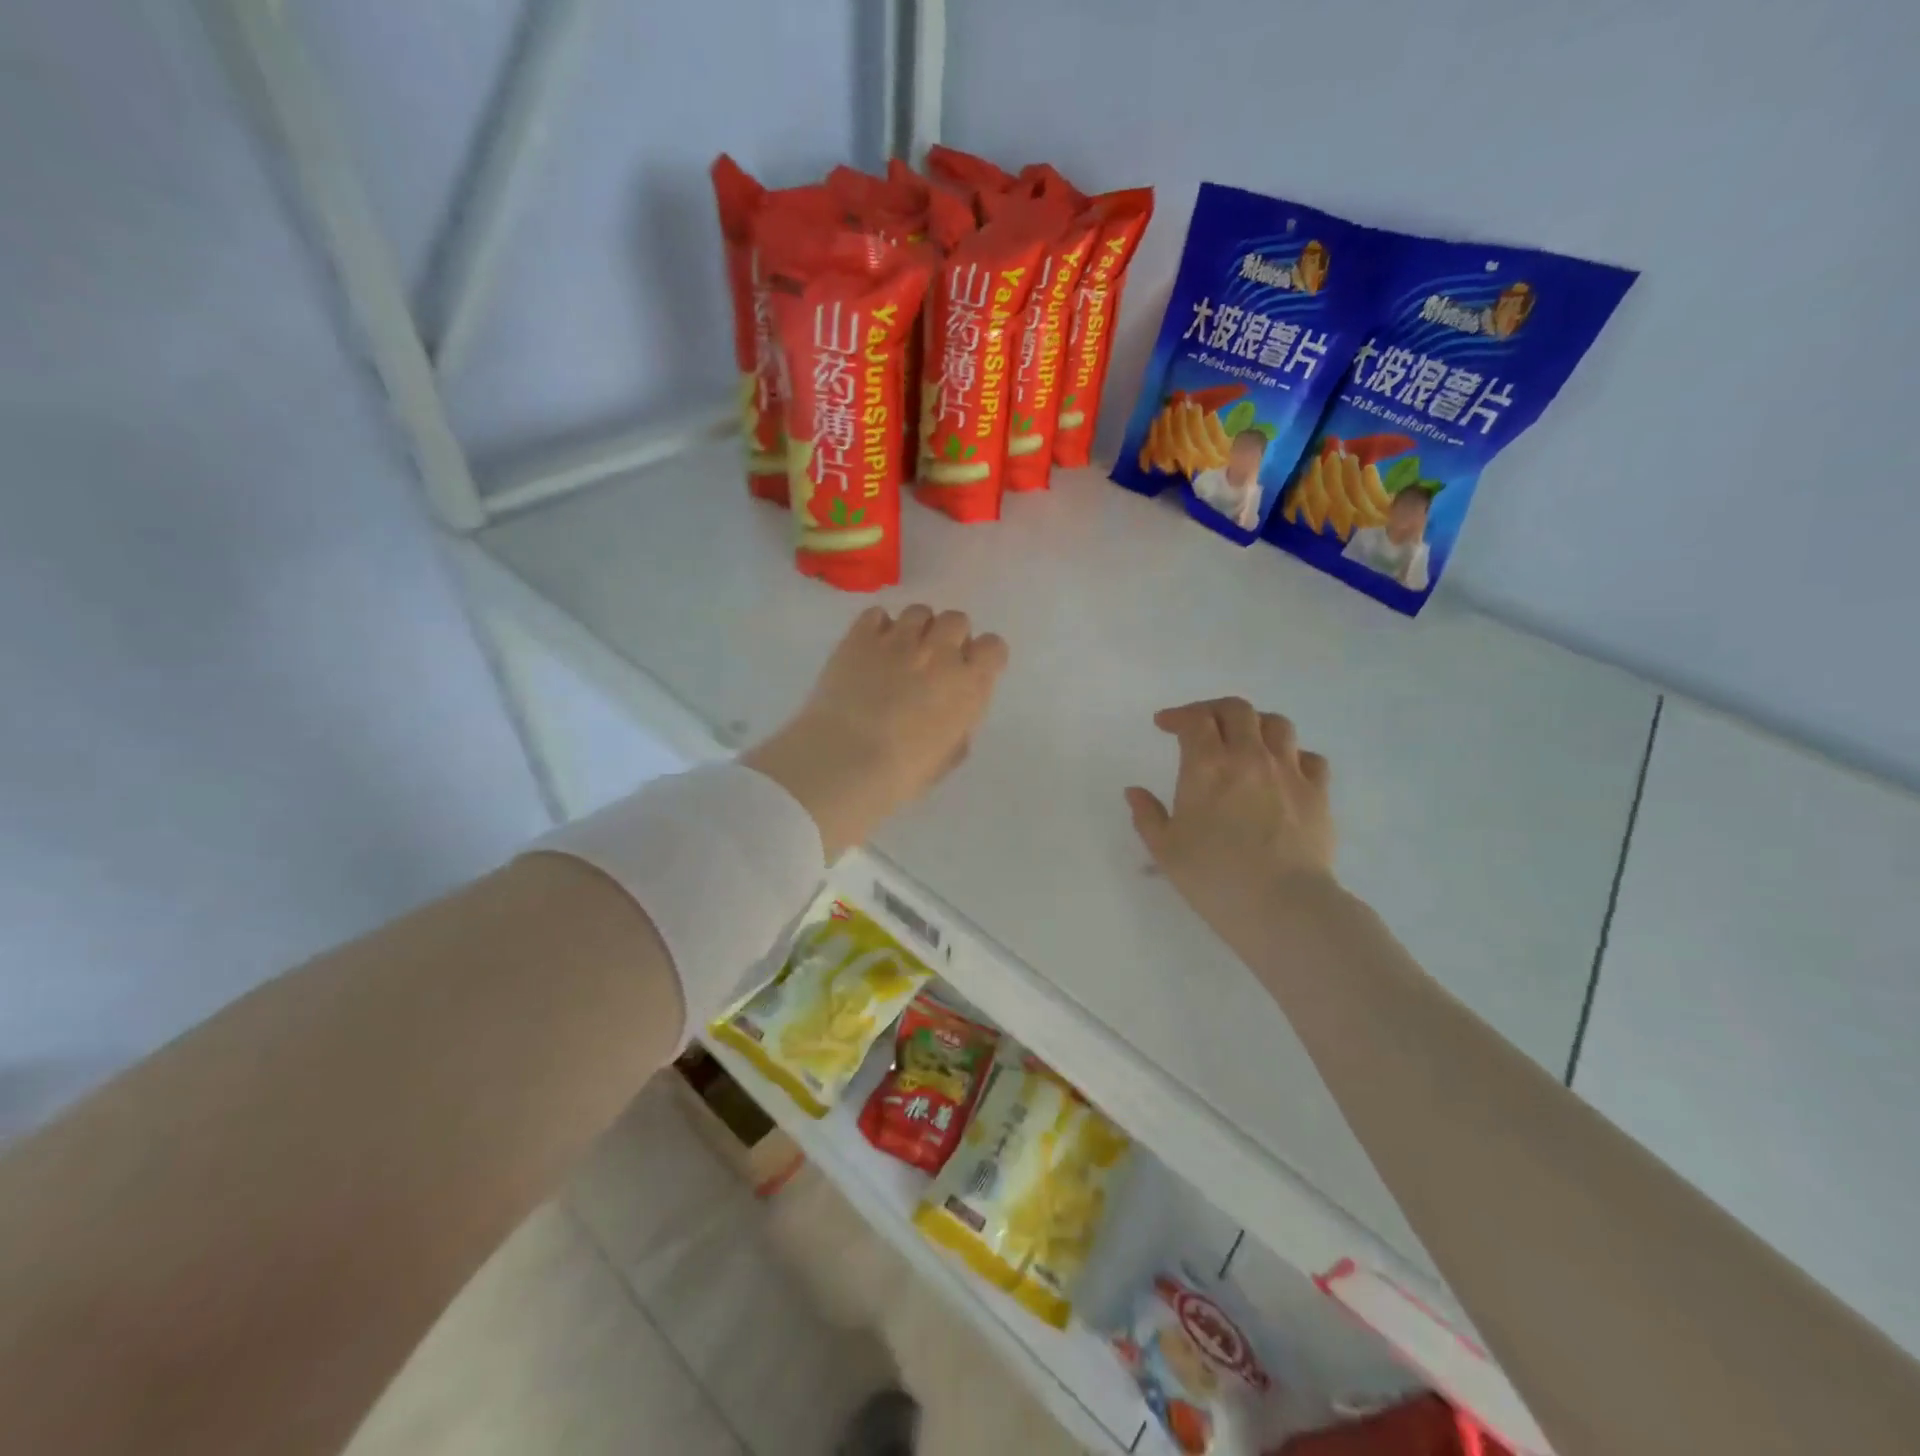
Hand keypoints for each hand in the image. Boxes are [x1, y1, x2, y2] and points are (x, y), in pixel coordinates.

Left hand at [744, 604, 1008, 860]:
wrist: (845, 760)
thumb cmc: (902, 773)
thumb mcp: (948, 758)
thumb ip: (959, 725)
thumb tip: (953, 712)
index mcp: (969, 684)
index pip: (993, 647)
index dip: (982, 656)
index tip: (968, 671)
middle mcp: (939, 652)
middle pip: (956, 620)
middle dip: (948, 637)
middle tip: (932, 661)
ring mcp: (899, 640)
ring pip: (919, 612)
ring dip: (916, 629)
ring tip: (899, 652)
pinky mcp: (860, 636)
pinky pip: (877, 614)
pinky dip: (877, 627)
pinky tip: (869, 649)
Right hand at [1125, 698, 1335, 937]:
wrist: (1283, 905)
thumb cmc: (1214, 877)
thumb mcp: (1165, 850)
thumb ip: (1147, 816)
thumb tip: (1134, 791)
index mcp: (1207, 766)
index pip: (1194, 719)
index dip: (1177, 715)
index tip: (1164, 725)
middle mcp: (1249, 756)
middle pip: (1237, 710)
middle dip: (1213, 710)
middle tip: (1201, 725)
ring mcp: (1289, 771)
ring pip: (1276, 724)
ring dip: (1255, 723)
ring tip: (1244, 738)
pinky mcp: (1318, 793)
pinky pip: (1310, 757)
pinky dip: (1293, 754)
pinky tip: (1283, 769)